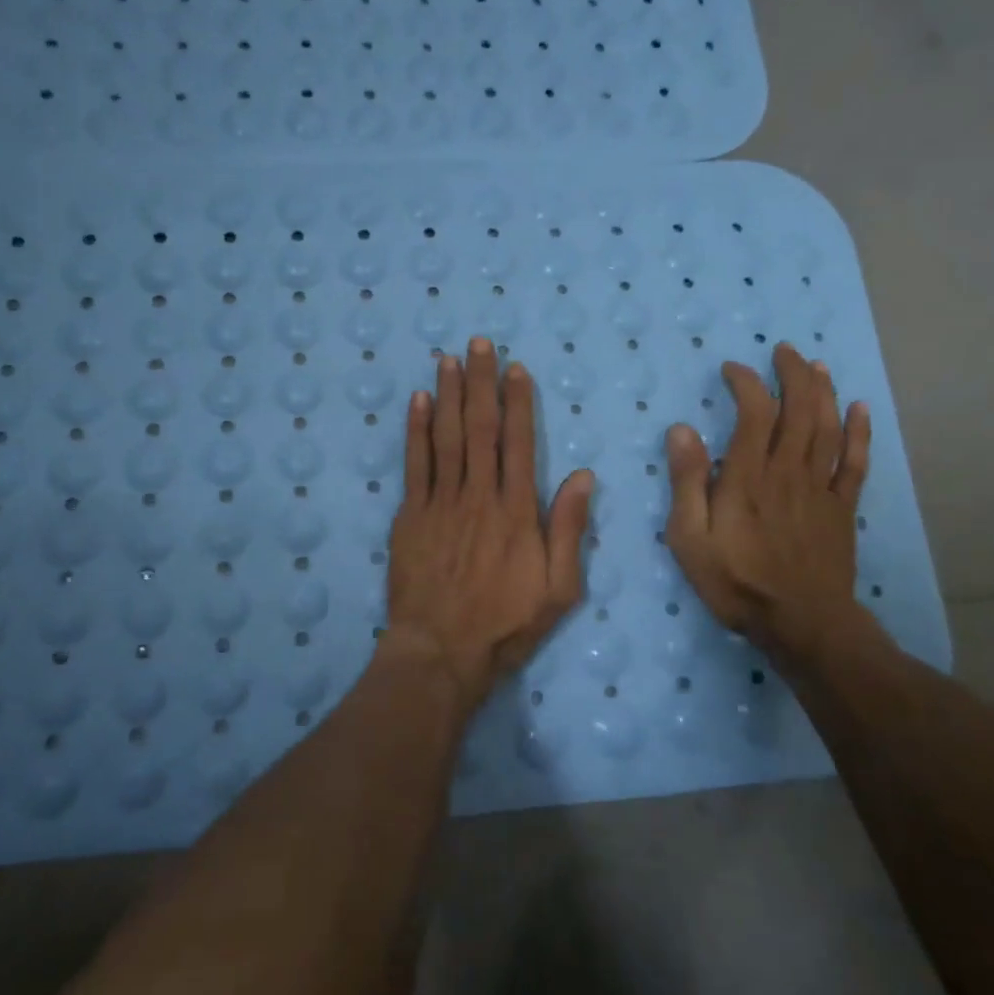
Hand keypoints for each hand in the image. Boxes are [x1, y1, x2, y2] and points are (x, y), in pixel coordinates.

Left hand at [386, 337, 594, 711]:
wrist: (441, 651)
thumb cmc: (506, 624)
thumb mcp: (559, 588)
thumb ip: (569, 530)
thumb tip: (581, 476)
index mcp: (517, 510)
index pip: (518, 442)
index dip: (518, 402)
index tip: (516, 368)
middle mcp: (479, 495)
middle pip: (480, 428)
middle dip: (481, 382)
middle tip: (478, 343)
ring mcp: (441, 502)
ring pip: (446, 437)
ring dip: (449, 394)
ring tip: (449, 358)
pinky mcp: (411, 515)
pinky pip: (414, 464)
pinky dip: (416, 430)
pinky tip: (419, 400)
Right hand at [664, 342, 871, 667]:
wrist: (801, 623)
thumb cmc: (736, 582)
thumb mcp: (690, 537)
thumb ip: (687, 482)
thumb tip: (682, 430)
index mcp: (749, 476)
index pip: (754, 412)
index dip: (746, 383)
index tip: (733, 369)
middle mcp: (788, 471)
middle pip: (799, 410)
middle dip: (793, 374)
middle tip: (784, 351)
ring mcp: (820, 489)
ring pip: (827, 428)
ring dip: (823, 392)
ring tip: (816, 366)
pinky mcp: (842, 509)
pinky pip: (855, 463)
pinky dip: (860, 433)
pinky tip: (860, 409)